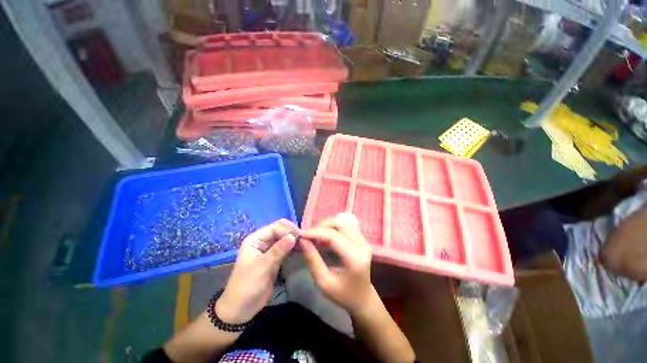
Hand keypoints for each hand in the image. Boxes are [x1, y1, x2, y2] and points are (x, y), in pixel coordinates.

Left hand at [216, 219, 297, 323]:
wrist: (241, 309)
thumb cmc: (247, 285)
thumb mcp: (262, 267)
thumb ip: (278, 251)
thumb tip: (293, 236)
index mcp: (255, 239)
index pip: (274, 228)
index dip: (287, 230)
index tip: (300, 236)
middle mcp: (262, 242)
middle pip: (280, 231)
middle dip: (292, 233)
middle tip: (304, 239)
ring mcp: (269, 250)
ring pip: (284, 239)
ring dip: (294, 240)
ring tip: (305, 243)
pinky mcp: (275, 259)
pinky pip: (286, 249)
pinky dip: (293, 248)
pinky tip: (301, 249)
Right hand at [299, 213, 373, 315]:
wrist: (362, 298)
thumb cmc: (342, 294)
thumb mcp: (323, 282)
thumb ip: (313, 260)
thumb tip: (302, 240)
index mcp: (354, 258)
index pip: (333, 236)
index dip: (315, 232)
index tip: (301, 234)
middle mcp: (362, 245)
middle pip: (340, 224)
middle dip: (321, 226)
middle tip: (309, 235)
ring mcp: (364, 240)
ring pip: (343, 221)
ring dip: (328, 225)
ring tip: (317, 235)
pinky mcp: (362, 239)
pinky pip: (347, 225)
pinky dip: (334, 226)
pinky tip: (327, 235)